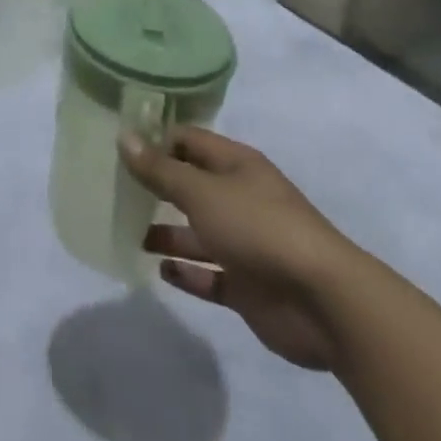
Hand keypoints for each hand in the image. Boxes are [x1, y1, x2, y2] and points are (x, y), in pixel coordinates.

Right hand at [120, 127, 360, 370]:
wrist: (325, 303)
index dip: (156, 140)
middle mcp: (240, 198)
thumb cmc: (259, 228)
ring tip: (129, 233)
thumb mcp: (202, 192)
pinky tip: (160, 271)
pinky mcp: (249, 286)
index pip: (188, 141)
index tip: (119, 148)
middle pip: (191, 186)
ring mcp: (246, 243)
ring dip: (166, 232)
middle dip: (157, 187)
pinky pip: (210, 275)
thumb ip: (160, 169)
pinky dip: (186, 273)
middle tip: (115, 190)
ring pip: (197, 232)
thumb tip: (124, 137)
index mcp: (236, 166)